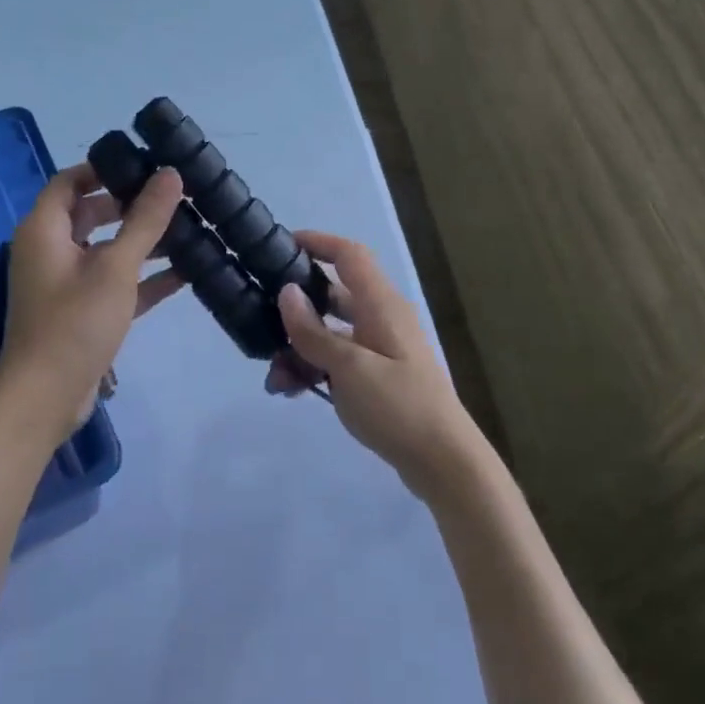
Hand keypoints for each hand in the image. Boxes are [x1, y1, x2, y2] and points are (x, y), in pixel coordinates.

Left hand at [0, 163, 185, 443]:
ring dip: (143, 242)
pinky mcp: (82, 312)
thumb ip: (144, 220)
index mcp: (44, 230)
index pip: (70, 181)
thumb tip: (170, 175)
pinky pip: (115, 282)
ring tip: (189, 230)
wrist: (46, 397)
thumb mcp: (115, 267)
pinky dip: (143, 276)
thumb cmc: (74, 322)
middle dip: (132, 205)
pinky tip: (185, 273)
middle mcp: (50, 250)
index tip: (145, 164)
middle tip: (175, 197)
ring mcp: (66, 283)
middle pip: (91, 213)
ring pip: (107, 249)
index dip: (103, 168)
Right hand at [266, 231, 488, 502]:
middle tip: (261, 323)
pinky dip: (315, 368)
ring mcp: (381, 348)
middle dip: (296, 311)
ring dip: (300, 348)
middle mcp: (382, 318)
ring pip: (331, 333)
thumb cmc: (399, 406)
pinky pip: (339, 360)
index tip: (281, 245)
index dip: (318, 242)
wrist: (443, 461)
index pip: (349, 255)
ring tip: (275, 378)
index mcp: (381, 305)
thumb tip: (286, 292)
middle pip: (333, 296)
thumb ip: (314, 332)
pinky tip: (293, 391)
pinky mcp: (378, 375)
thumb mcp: (349, 368)